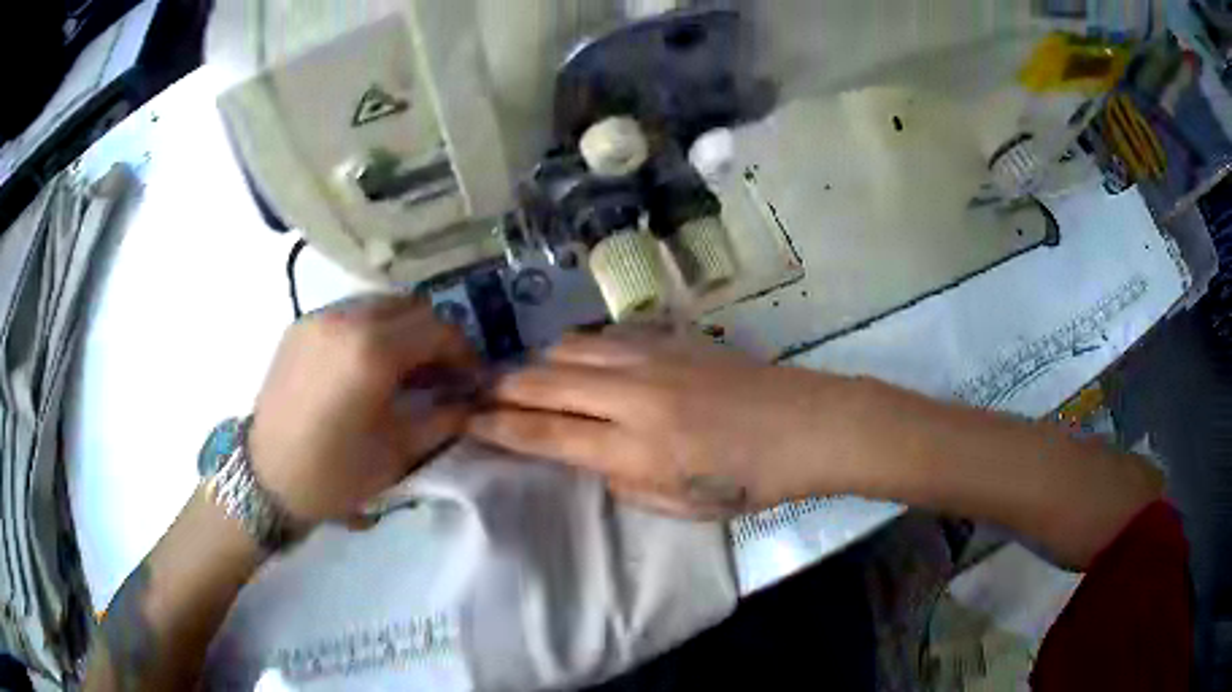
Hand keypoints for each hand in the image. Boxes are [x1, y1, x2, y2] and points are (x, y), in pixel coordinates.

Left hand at [249, 295, 478, 525]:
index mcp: (372, 351)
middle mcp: (346, 319)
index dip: (463, 351)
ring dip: (403, 329)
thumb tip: (467, 399)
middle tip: (440, 372)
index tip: (470, 378)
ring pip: (379, 304)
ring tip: (404, 368)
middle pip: (411, 306)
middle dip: (434, 335)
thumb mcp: (399, 452)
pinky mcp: (301, 325)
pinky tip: (368, 365)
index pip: (437, 328)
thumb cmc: (335, 473)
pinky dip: (371, 329)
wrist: (267, 477)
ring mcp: (319, 317)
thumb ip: (443, 417)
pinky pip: (350, 313)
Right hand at [467, 326, 860, 517]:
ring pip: (569, 349)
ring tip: (527, 379)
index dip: (497, 428)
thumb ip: (621, 479)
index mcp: (634, 448)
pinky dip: (580, 349)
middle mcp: (632, 395)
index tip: (466, 422)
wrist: (805, 425)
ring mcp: (652, 358)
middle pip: (543, 381)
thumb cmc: (748, 480)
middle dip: (501, 388)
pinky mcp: (672, 338)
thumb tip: (586, 455)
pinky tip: (581, 362)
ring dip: (538, 364)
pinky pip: (606, 337)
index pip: (543, 433)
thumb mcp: (679, 503)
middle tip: (478, 395)